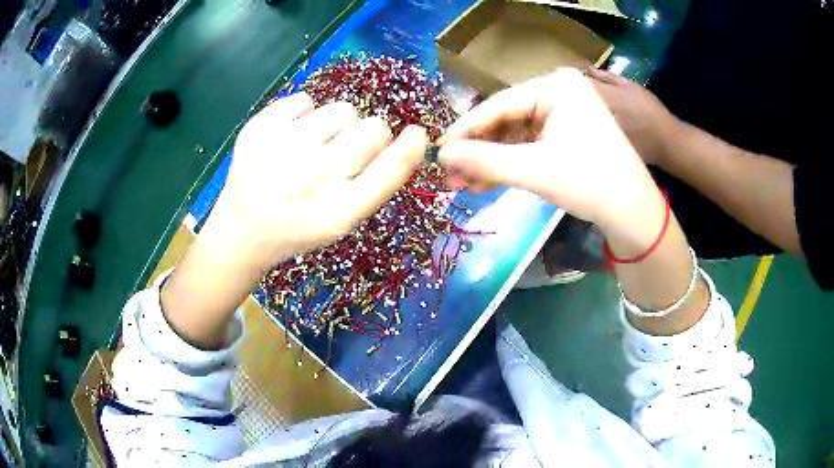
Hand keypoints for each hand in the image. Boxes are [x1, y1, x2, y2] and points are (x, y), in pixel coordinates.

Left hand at [208, 92, 428, 271]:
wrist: (242, 228)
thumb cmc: (298, 224)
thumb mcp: (342, 219)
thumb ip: (378, 181)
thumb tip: (412, 137)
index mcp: (337, 211)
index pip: (390, 168)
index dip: (410, 147)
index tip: (416, 134)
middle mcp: (312, 176)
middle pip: (374, 128)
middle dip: (368, 138)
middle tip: (342, 154)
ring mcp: (282, 147)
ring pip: (343, 109)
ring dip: (337, 125)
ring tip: (312, 147)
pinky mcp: (259, 127)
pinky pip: (306, 100)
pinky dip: (303, 116)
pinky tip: (288, 139)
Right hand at [439, 68, 661, 236]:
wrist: (634, 213)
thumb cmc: (590, 182)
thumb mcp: (534, 170)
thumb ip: (484, 160)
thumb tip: (440, 155)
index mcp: (556, 86)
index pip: (498, 105)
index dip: (464, 130)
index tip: (435, 151)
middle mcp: (559, 92)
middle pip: (505, 120)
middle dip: (476, 151)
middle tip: (446, 174)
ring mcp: (564, 114)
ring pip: (515, 136)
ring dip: (489, 160)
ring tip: (460, 183)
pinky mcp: (566, 135)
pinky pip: (529, 145)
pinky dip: (509, 164)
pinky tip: (484, 181)